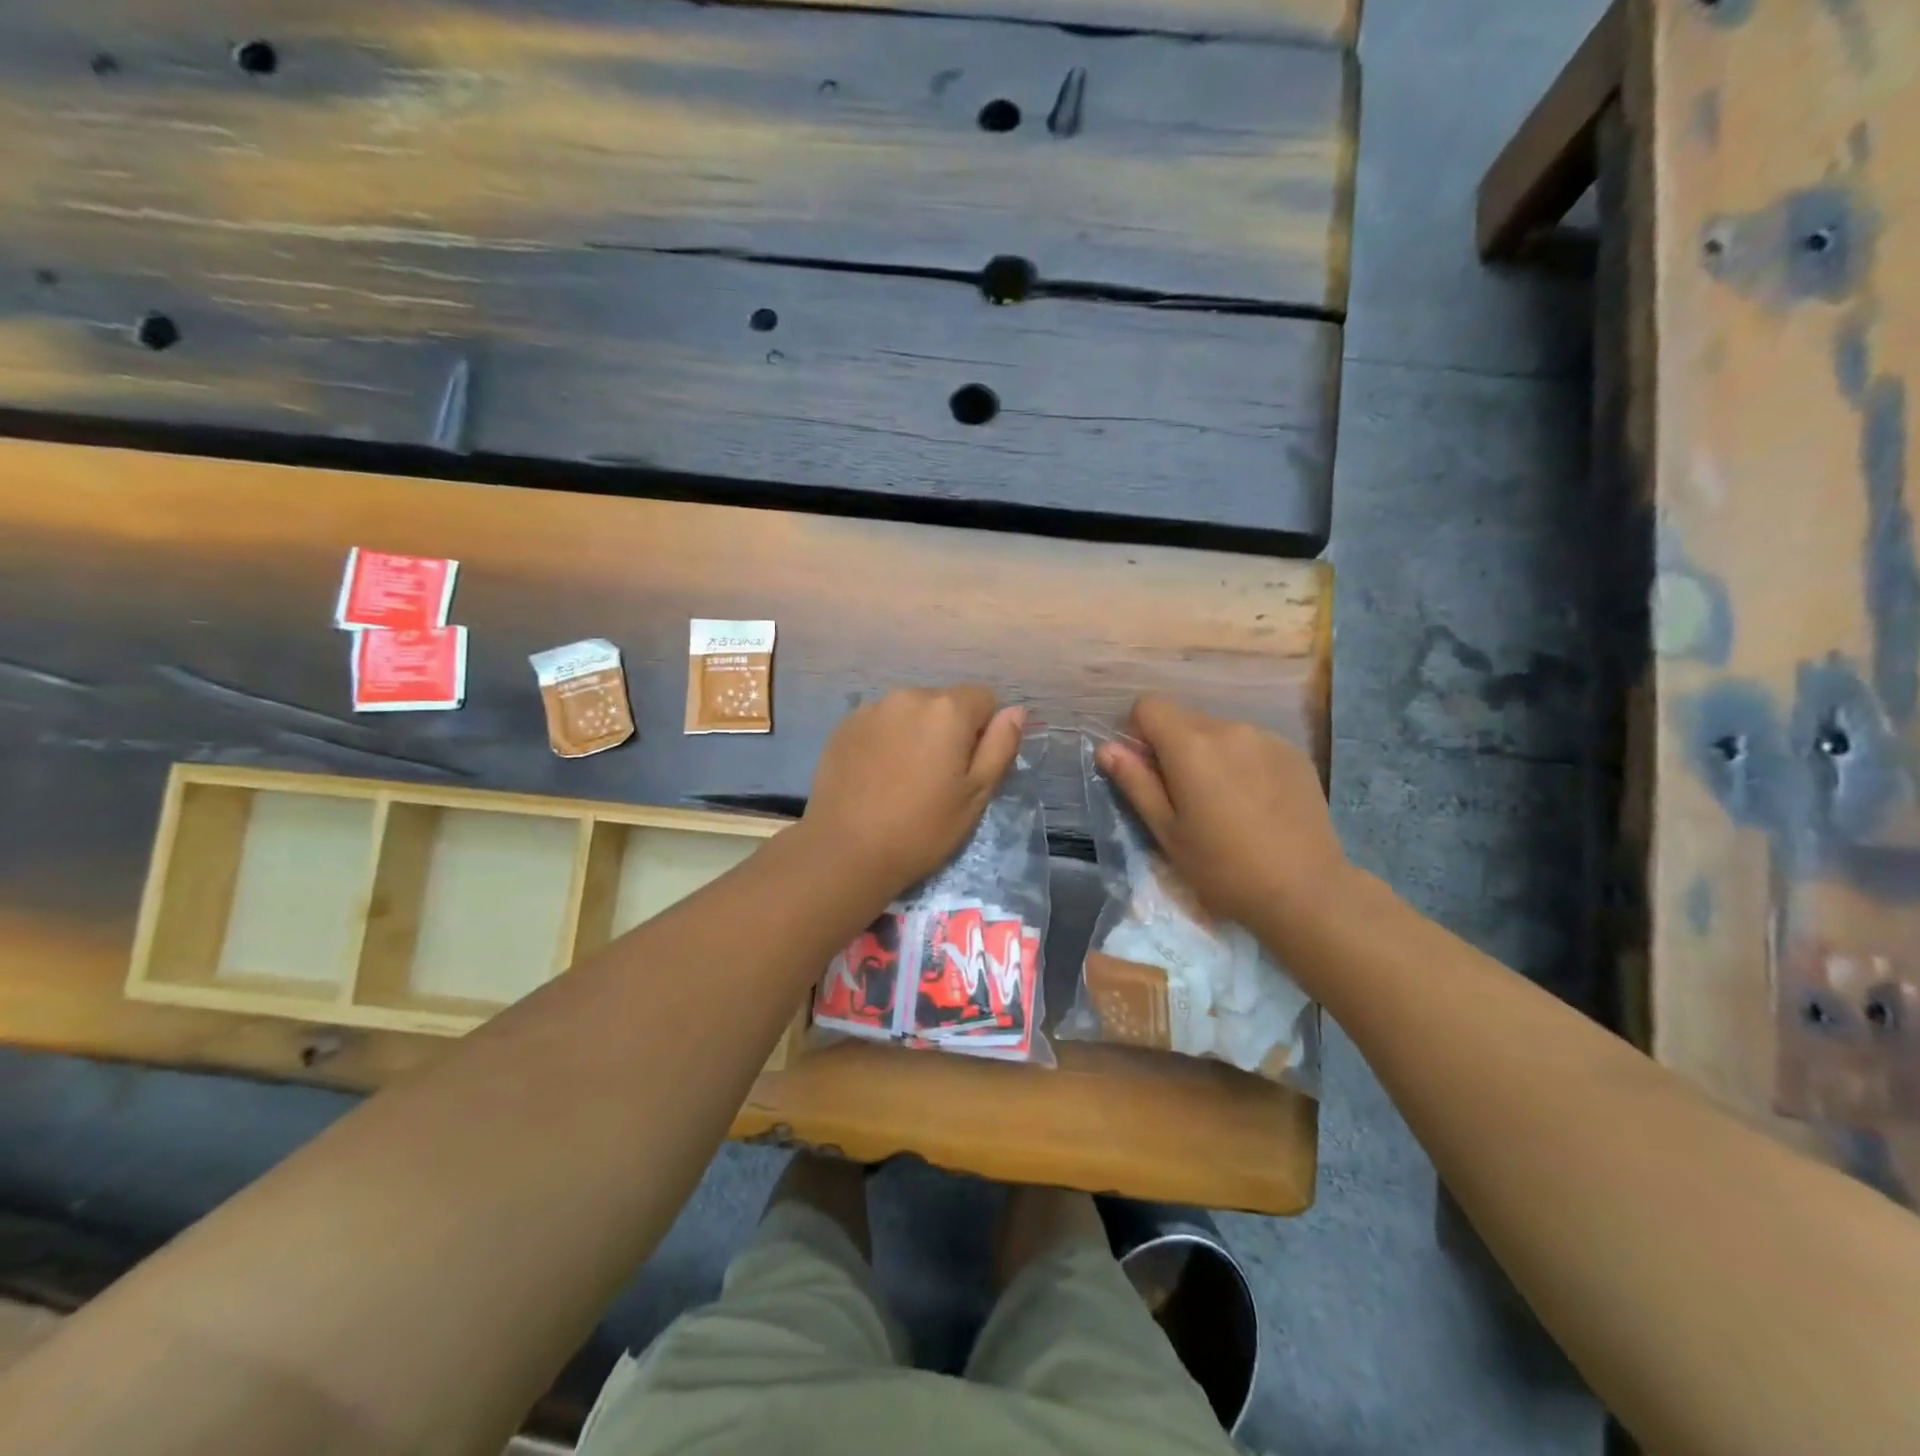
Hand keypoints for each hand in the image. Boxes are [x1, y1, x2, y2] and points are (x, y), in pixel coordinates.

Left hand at [803, 686, 1025, 898]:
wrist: (846, 851)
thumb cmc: (922, 828)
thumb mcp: (976, 795)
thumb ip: (1001, 746)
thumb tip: (1016, 711)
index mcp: (947, 709)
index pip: (984, 698)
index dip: (984, 731)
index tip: (970, 768)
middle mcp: (909, 696)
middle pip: (944, 703)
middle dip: (948, 730)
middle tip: (937, 778)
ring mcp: (871, 709)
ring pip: (910, 713)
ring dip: (915, 733)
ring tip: (904, 778)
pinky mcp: (844, 726)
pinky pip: (880, 723)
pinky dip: (886, 741)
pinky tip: (877, 777)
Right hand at [1095, 695, 1346, 929]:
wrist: (1305, 890)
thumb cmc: (1223, 868)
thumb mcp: (1166, 832)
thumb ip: (1135, 782)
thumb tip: (1107, 748)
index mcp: (1191, 745)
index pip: (1148, 706)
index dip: (1138, 733)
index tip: (1147, 772)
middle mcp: (1228, 728)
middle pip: (1184, 718)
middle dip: (1173, 747)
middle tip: (1184, 798)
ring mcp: (1266, 737)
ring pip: (1218, 731)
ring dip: (1208, 755)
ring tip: (1223, 804)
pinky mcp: (1293, 753)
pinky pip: (1251, 744)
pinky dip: (1241, 762)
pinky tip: (1255, 804)